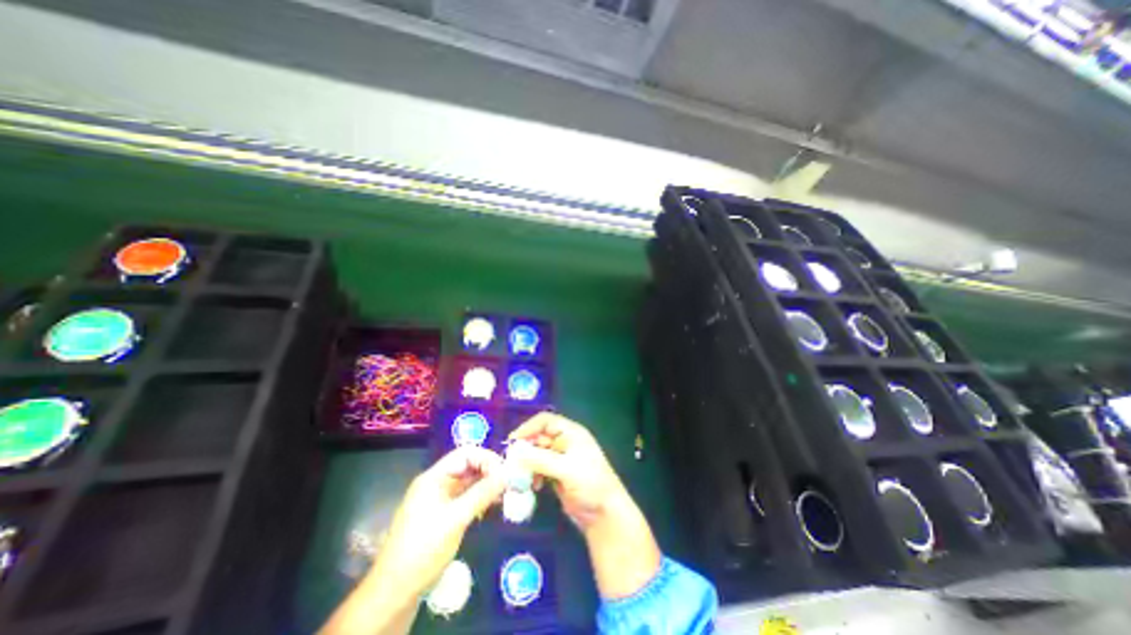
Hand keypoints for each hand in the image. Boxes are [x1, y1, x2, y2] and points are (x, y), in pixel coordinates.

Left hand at [322, 446, 507, 633]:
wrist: (395, 592)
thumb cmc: (424, 548)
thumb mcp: (456, 519)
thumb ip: (482, 493)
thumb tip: (508, 472)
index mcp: (434, 477)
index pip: (465, 454)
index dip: (486, 458)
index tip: (504, 472)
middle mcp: (436, 483)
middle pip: (468, 466)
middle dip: (489, 471)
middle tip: (508, 483)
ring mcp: (439, 499)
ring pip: (468, 482)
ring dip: (486, 485)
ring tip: (504, 494)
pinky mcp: (442, 515)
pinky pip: (465, 498)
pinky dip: (479, 498)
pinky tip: (492, 506)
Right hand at [511, 411, 632, 529]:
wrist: (604, 514)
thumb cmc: (590, 484)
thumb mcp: (566, 469)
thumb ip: (541, 459)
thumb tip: (514, 452)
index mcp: (571, 433)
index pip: (545, 421)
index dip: (528, 428)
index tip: (512, 441)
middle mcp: (565, 441)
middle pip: (539, 437)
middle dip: (525, 449)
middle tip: (511, 464)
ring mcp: (561, 458)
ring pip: (537, 454)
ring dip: (527, 464)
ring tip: (519, 478)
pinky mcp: (557, 474)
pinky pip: (539, 468)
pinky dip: (533, 475)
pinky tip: (533, 487)